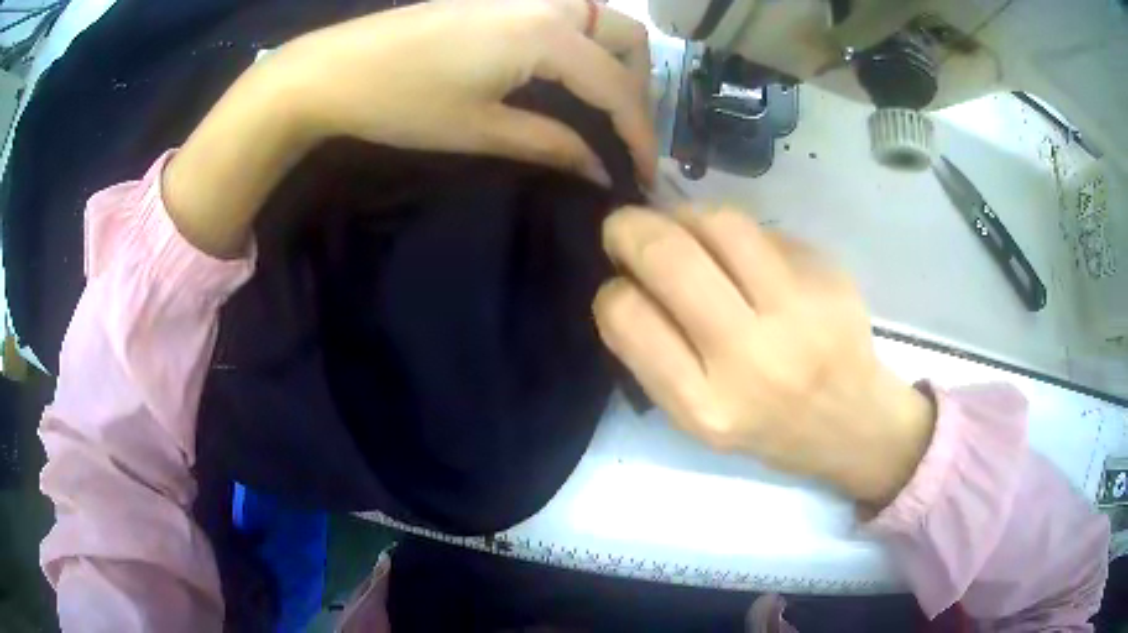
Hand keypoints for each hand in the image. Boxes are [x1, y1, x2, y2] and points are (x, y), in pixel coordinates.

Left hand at [165, 0, 655, 257]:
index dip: (638, 135)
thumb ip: (551, 144)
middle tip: (623, 132)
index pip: (616, 87)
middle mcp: (546, 4)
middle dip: (638, 86)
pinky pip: (564, 20)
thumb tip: (599, 171)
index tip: (644, 176)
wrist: (331, 70)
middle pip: (625, 37)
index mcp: (547, 34)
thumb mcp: (481, 129)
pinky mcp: (496, 3)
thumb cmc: (401, 102)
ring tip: (600, 108)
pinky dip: (581, 49)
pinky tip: (564, 80)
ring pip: (597, 22)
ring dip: (613, 61)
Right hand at [594, 208, 935, 508]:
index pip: (628, 317)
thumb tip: (629, 279)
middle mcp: (752, 357)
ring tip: (683, 228)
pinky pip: (766, 231)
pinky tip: (745, 256)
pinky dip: (739, 234)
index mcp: (706, 406)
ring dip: (685, 215)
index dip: (611, 291)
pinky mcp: (829, 277)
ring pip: (720, 223)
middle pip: (670, 257)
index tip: (620, 286)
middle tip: (625, 227)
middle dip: (630, 228)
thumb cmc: (768, 429)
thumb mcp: (698, 420)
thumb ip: (658, 357)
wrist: (852, 422)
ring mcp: (798, 311)